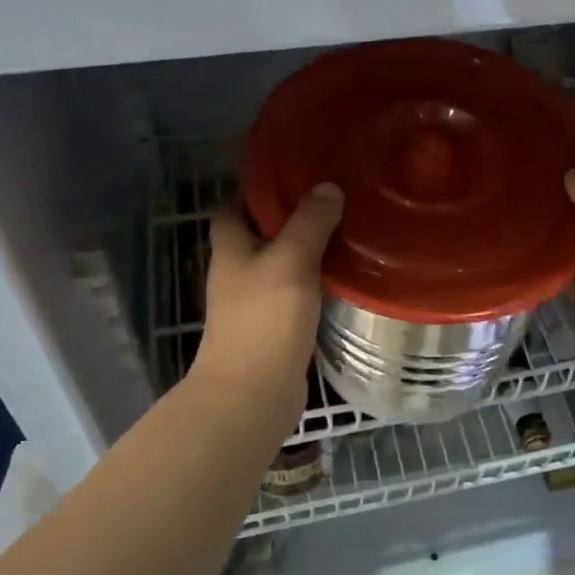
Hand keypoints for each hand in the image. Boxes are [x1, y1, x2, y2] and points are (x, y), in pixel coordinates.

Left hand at [192, 184, 343, 425]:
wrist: (253, 393)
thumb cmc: (264, 318)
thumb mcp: (291, 259)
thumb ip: (309, 223)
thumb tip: (327, 187)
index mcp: (230, 250)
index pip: (230, 210)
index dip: (253, 194)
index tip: (290, 181)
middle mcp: (236, 275)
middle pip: (257, 238)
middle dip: (287, 222)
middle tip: (329, 205)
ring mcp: (252, 307)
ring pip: (279, 269)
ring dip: (304, 255)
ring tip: (343, 236)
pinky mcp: (273, 332)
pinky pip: (294, 298)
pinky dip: (312, 287)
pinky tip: (342, 281)